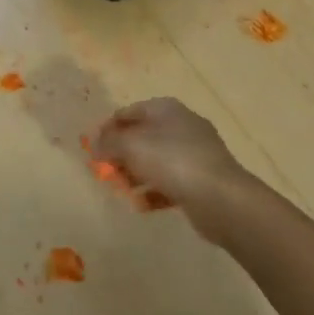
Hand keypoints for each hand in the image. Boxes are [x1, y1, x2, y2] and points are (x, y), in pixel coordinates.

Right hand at [89, 97, 251, 241]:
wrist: (221, 198)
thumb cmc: (172, 161)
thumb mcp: (131, 146)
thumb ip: (108, 143)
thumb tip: (93, 145)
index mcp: (165, 109)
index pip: (128, 112)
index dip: (108, 128)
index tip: (93, 149)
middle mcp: (181, 125)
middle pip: (142, 136)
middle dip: (121, 155)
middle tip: (105, 172)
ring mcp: (194, 153)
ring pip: (155, 160)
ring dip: (135, 175)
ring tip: (122, 191)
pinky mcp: (201, 179)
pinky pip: (170, 182)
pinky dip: (154, 191)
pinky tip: (142, 205)